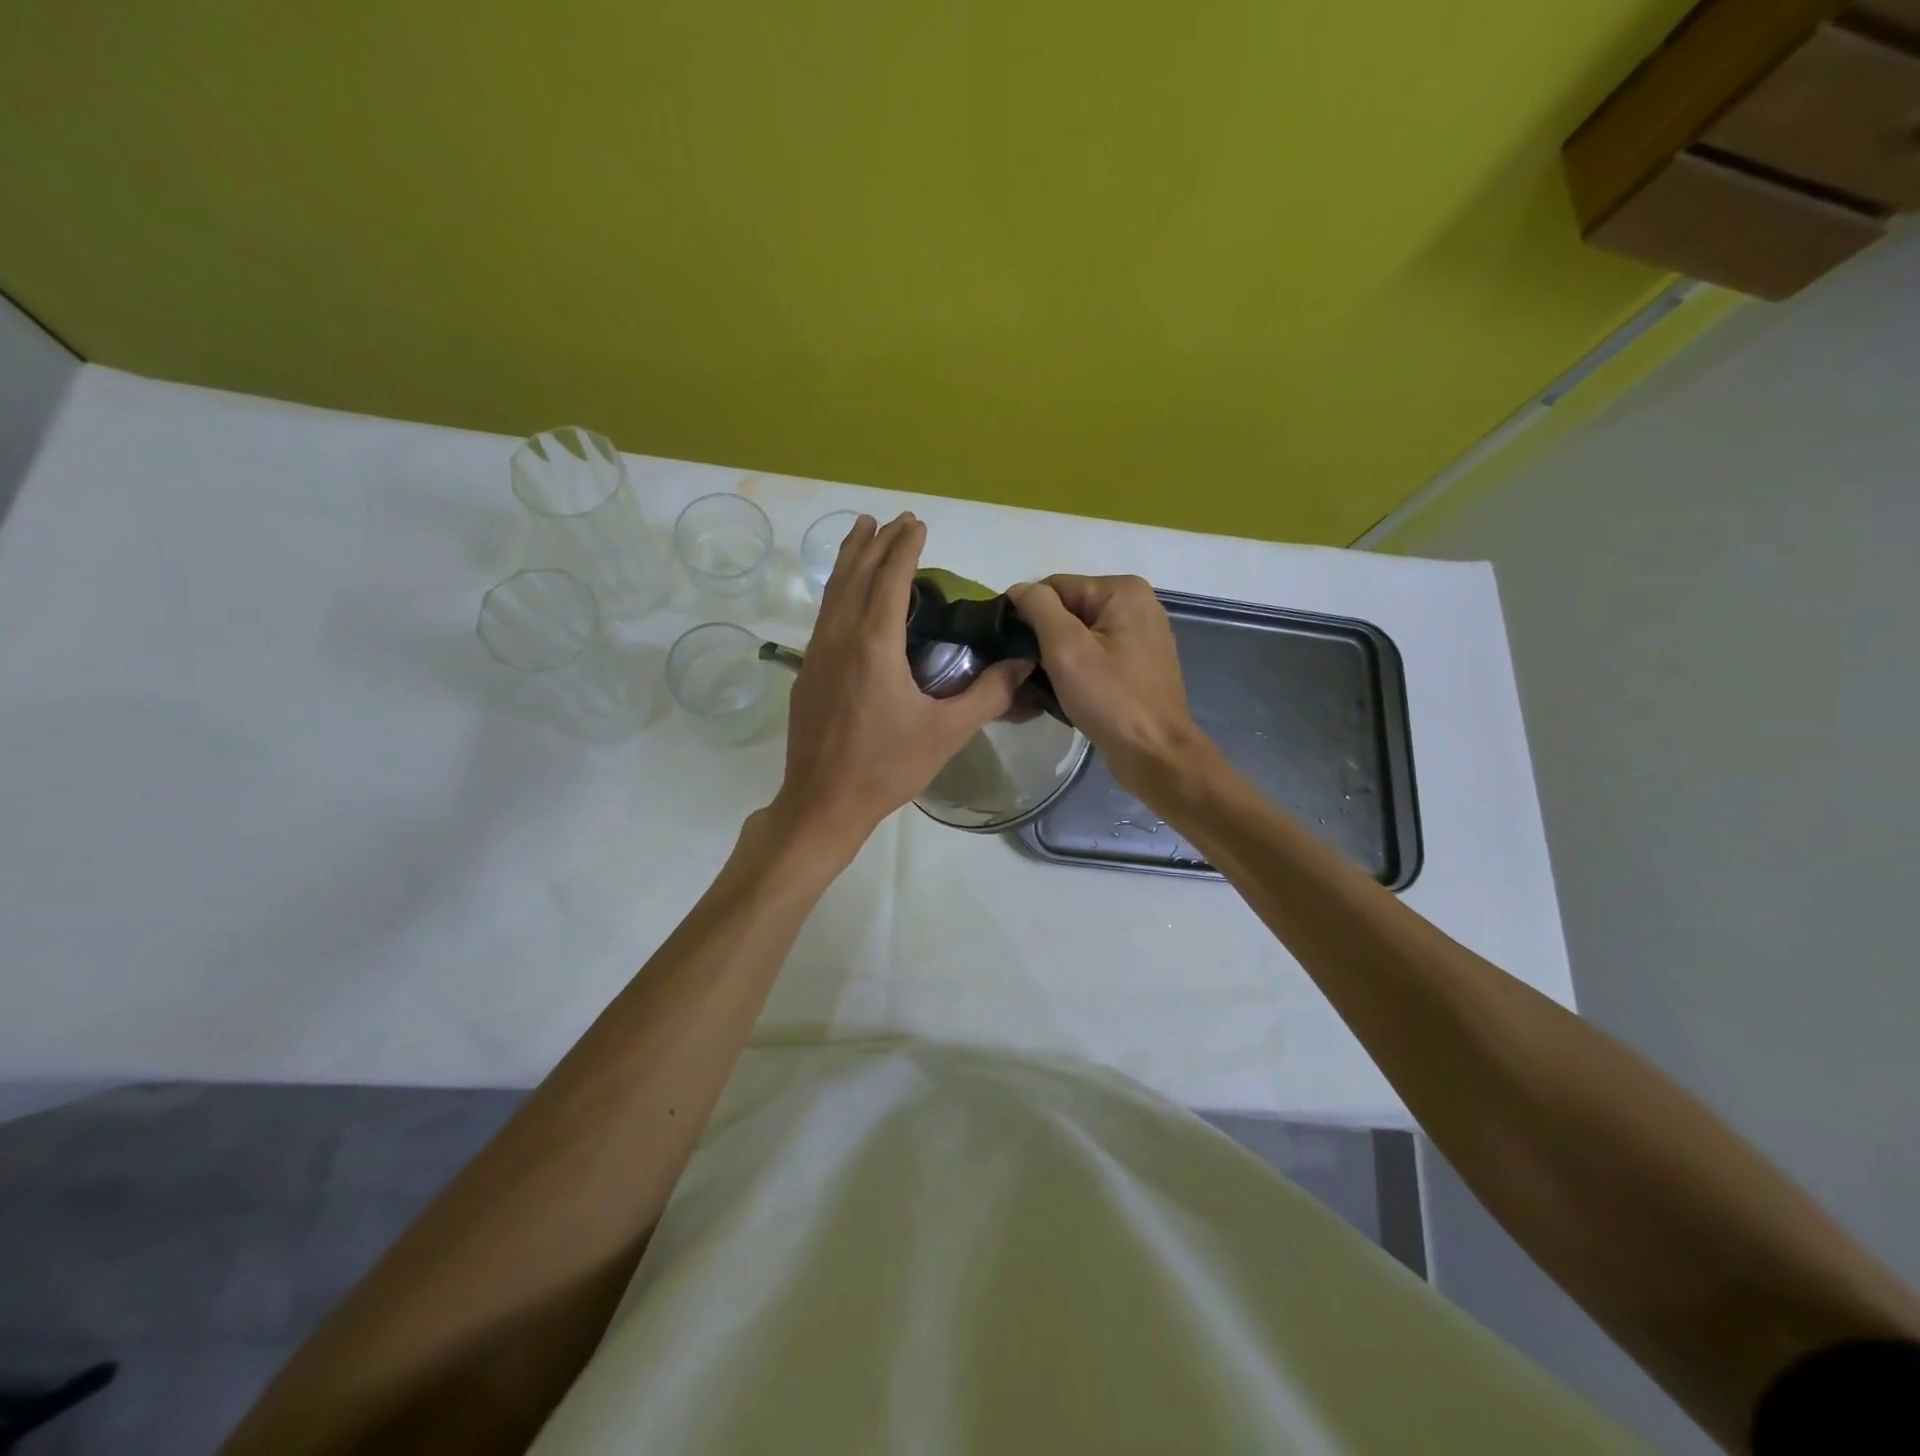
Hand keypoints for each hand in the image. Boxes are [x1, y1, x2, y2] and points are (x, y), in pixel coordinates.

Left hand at [771, 514, 1031, 856]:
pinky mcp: (807, 671)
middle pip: (857, 574)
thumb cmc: (887, 766)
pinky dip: (839, 589)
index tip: (918, 523)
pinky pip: (825, 614)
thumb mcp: (947, 732)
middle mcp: (840, 636)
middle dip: (877, 542)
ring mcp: (817, 653)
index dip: (905, 547)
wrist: (822, 802)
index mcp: (874, 643)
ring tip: (861, 530)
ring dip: (851, 558)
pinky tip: (846, 595)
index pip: (891, 578)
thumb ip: (988, 694)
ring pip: (834, 590)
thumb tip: (1022, 662)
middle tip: (894, 519)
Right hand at [1010, 574, 1207, 792]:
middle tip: (1023, 672)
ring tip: (1040, 685)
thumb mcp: (1065, 647)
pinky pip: (1095, 655)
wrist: (1154, 754)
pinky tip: (1064, 693)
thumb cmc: (1110, 699)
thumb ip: (1039, 608)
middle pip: (1068, 610)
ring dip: (1056, 657)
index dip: (1027, 615)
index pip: (1055, 587)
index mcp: (1123, 591)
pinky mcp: (1139, 665)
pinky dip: (1076, 670)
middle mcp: (1137, 605)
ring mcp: (1141, 636)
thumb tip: (1019, 589)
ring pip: (1079, 635)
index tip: (1011, 649)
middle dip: (1043, 638)